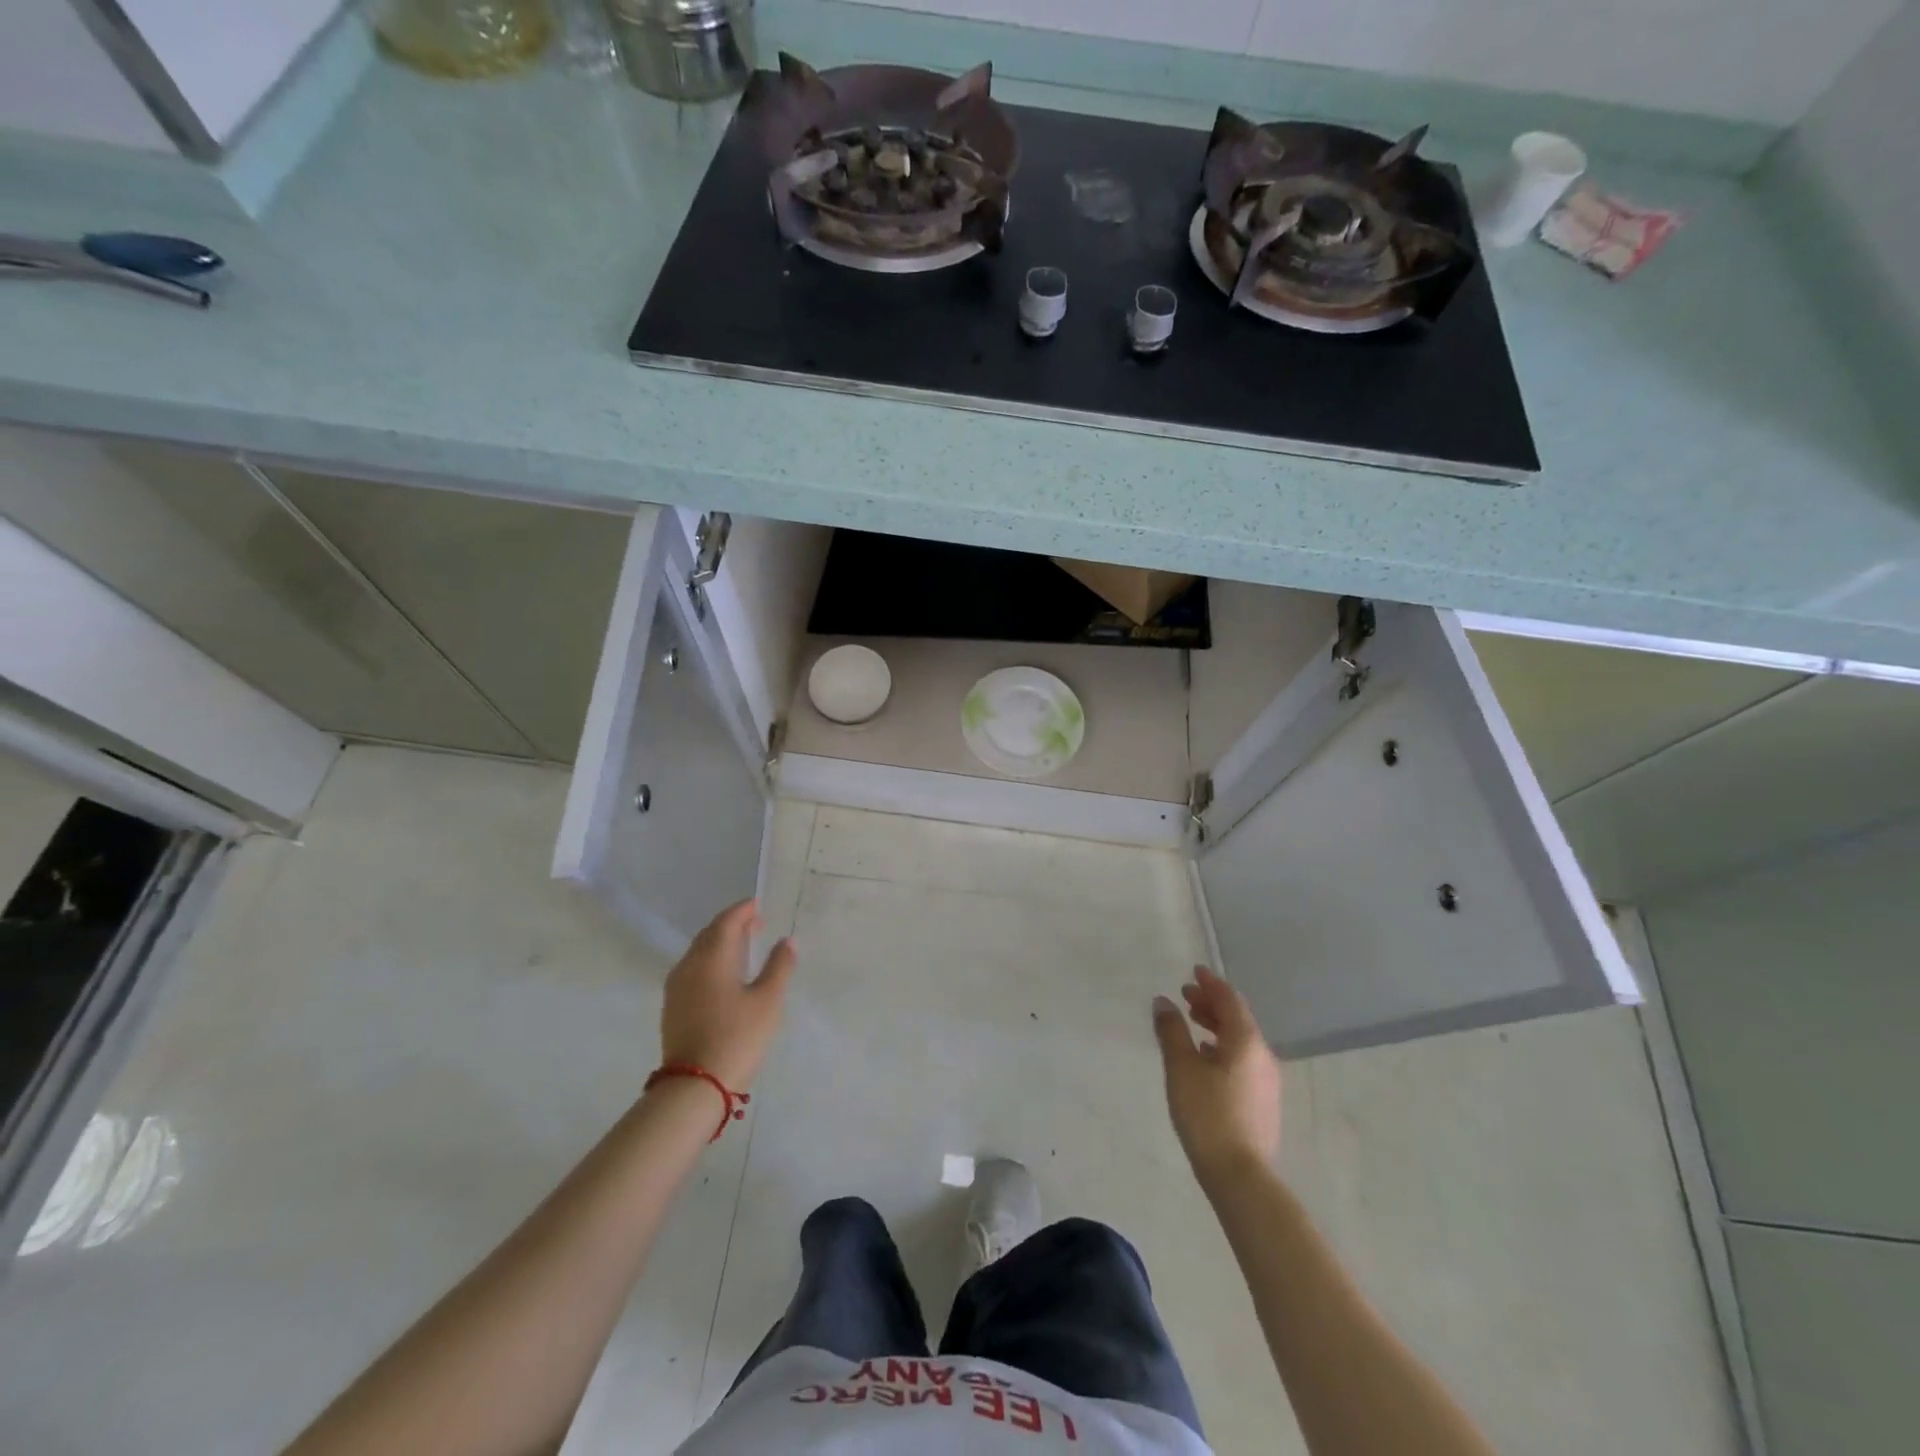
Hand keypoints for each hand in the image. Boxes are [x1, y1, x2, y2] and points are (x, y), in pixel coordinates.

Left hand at [659, 899, 795, 1091]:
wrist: (694, 1087)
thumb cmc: (737, 1037)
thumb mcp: (768, 1001)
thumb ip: (779, 967)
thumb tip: (787, 941)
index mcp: (711, 957)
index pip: (726, 921)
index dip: (743, 910)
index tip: (759, 905)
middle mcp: (689, 965)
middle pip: (710, 934)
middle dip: (732, 925)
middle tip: (756, 924)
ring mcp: (676, 987)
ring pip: (699, 952)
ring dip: (720, 943)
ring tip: (744, 947)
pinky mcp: (673, 1007)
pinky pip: (693, 969)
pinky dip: (710, 961)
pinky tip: (725, 975)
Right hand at [1153, 965, 1281, 1182]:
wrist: (1241, 1176)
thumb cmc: (1207, 1114)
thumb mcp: (1181, 1068)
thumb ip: (1172, 1031)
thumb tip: (1163, 1002)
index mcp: (1245, 1041)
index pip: (1229, 1000)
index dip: (1210, 983)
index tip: (1194, 971)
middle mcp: (1262, 1055)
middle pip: (1237, 1018)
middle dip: (1211, 1004)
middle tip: (1186, 996)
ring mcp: (1266, 1080)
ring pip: (1241, 1040)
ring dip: (1217, 1026)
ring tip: (1193, 1025)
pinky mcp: (1263, 1101)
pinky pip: (1243, 1059)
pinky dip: (1223, 1047)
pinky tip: (1206, 1059)